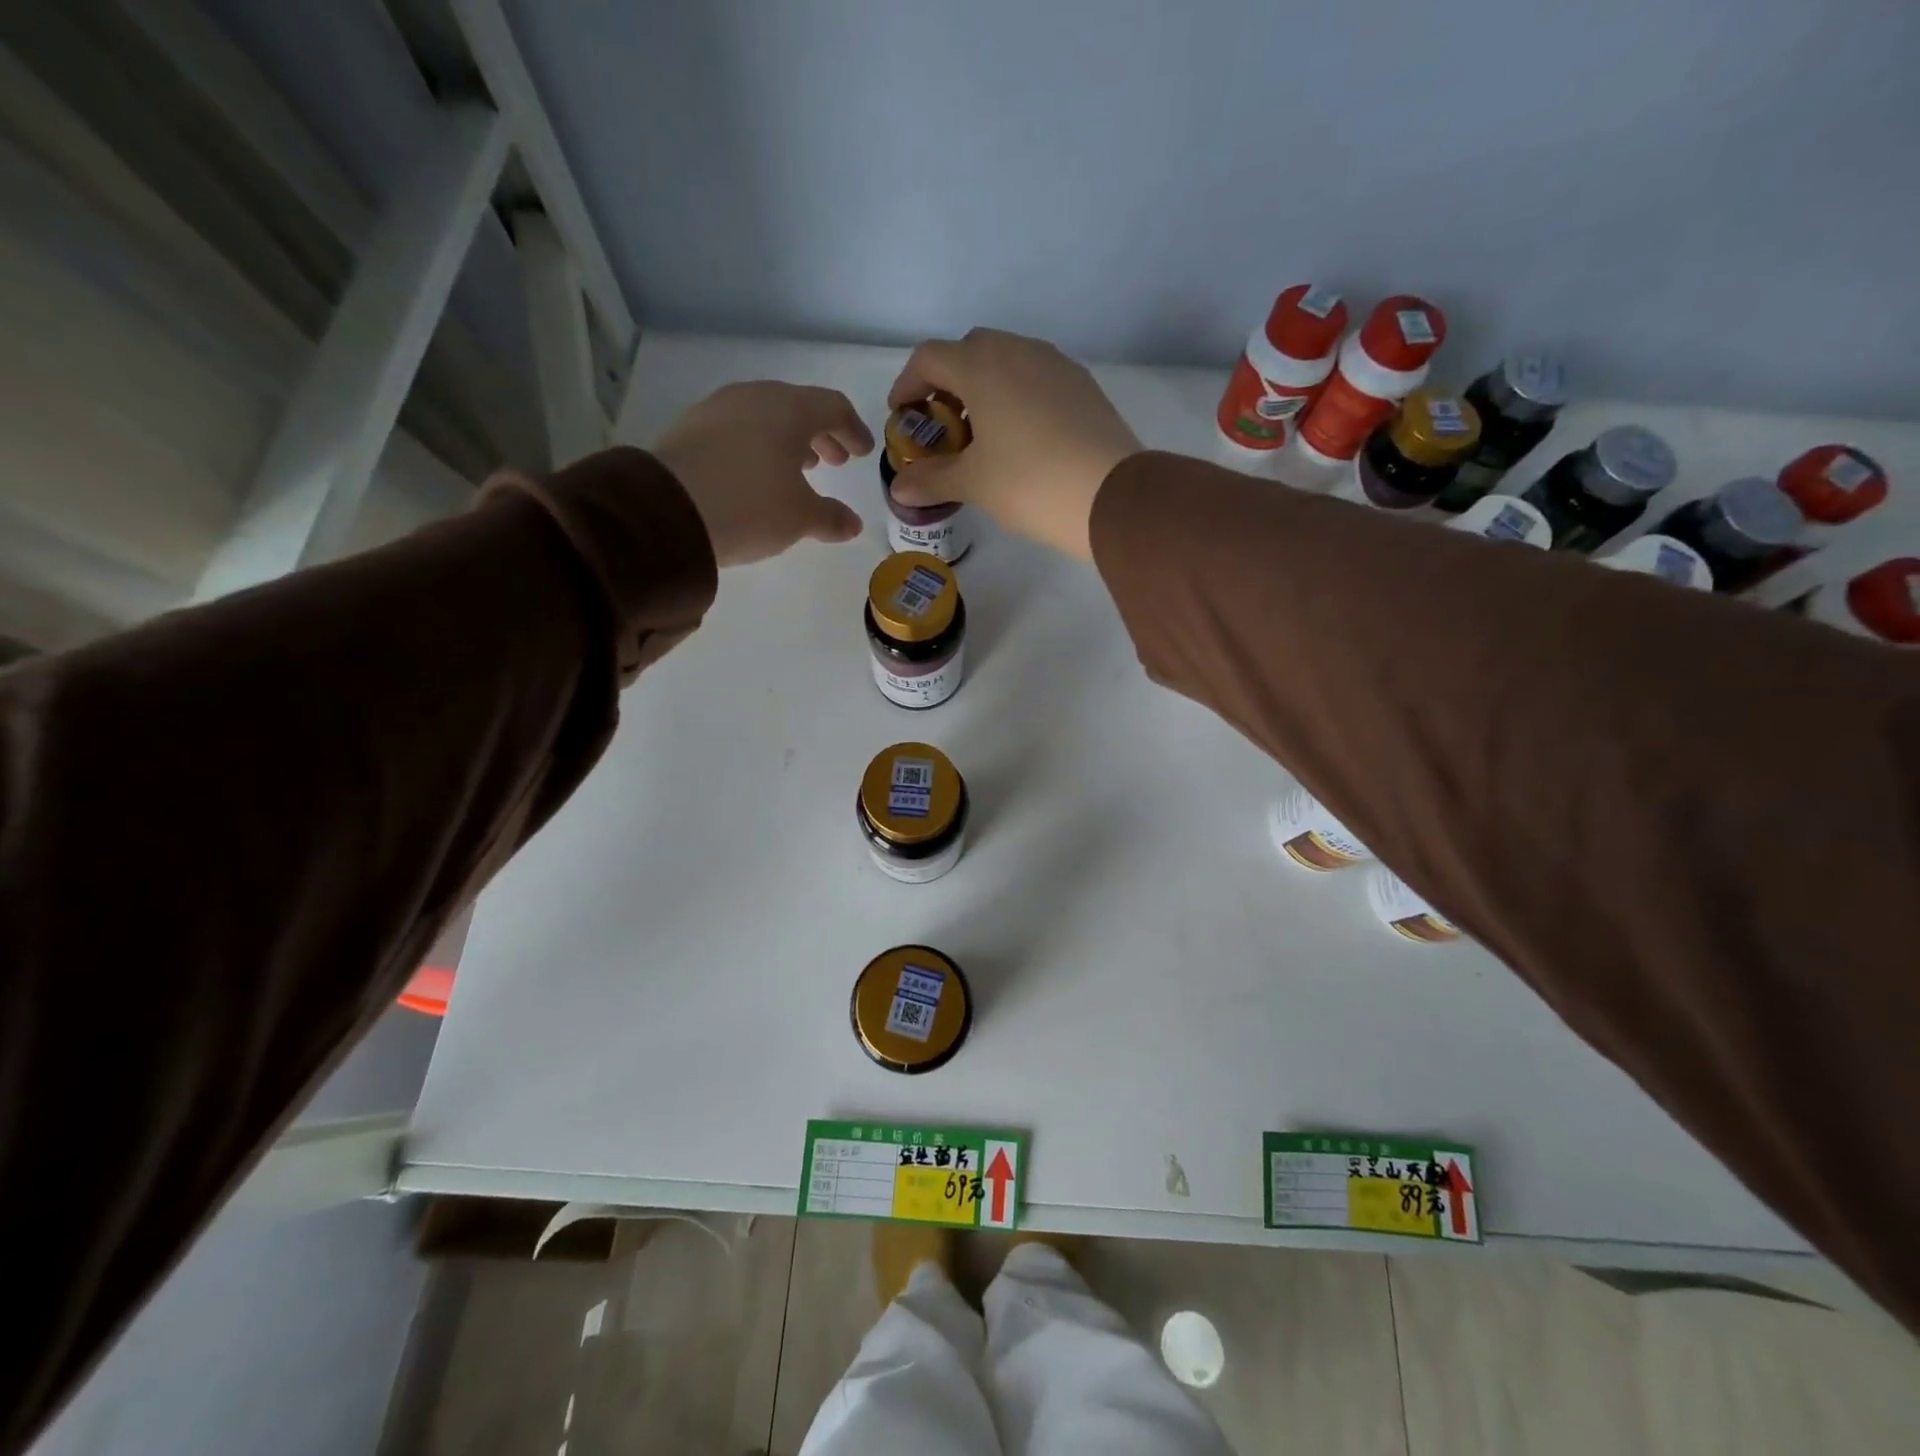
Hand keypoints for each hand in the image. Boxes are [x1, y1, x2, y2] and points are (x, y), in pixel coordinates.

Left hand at [653, 382, 871, 566]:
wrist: (667, 511)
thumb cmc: (750, 507)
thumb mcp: (800, 518)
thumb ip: (831, 517)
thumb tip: (853, 524)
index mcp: (790, 409)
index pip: (833, 407)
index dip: (853, 430)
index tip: (863, 453)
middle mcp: (754, 397)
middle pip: (798, 407)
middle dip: (821, 434)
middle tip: (834, 461)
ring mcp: (718, 408)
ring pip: (765, 416)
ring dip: (788, 440)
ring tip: (798, 469)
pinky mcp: (690, 427)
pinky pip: (737, 428)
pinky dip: (757, 445)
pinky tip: (757, 473)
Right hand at [886, 329, 1141, 560]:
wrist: (1111, 495)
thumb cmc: (1030, 484)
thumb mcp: (973, 484)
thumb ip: (932, 479)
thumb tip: (899, 489)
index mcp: (982, 367)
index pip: (929, 358)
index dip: (908, 384)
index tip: (903, 417)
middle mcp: (1018, 351)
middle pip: (969, 351)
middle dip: (947, 382)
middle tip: (943, 425)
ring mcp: (1056, 365)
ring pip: (1007, 360)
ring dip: (984, 387)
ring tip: (982, 434)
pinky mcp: (1082, 385)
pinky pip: (1037, 377)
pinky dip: (1017, 395)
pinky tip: (1021, 437)